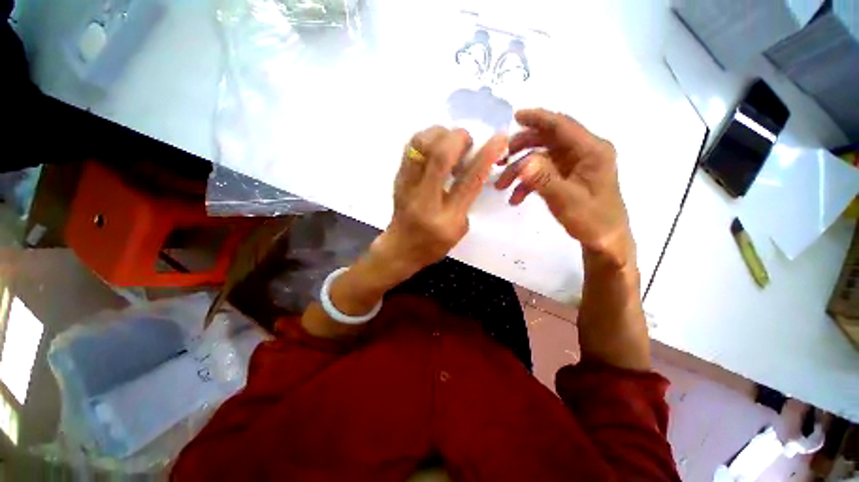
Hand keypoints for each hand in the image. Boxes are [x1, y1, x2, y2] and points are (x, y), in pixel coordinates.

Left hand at [375, 126, 508, 278]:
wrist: (400, 247)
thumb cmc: (433, 243)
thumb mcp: (459, 229)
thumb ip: (467, 199)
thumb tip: (474, 168)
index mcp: (446, 218)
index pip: (469, 181)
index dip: (486, 156)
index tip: (500, 138)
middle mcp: (424, 199)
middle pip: (440, 155)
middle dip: (460, 138)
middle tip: (468, 143)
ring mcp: (406, 185)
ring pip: (421, 144)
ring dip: (441, 134)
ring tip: (450, 143)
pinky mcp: (397, 177)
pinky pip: (411, 147)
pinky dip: (427, 138)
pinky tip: (435, 147)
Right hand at [495, 109, 632, 265]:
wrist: (605, 239)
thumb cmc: (592, 219)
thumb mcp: (567, 200)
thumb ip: (544, 180)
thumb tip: (523, 162)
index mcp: (592, 150)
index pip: (562, 125)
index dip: (538, 118)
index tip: (515, 116)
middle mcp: (584, 152)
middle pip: (548, 139)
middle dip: (522, 147)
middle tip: (501, 159)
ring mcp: (574, 164)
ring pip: (541, 157)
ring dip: (520, 169)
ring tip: (501, 185)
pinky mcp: (567, 176)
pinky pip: (543, 172)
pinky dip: (527, 183)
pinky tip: (515, 198)